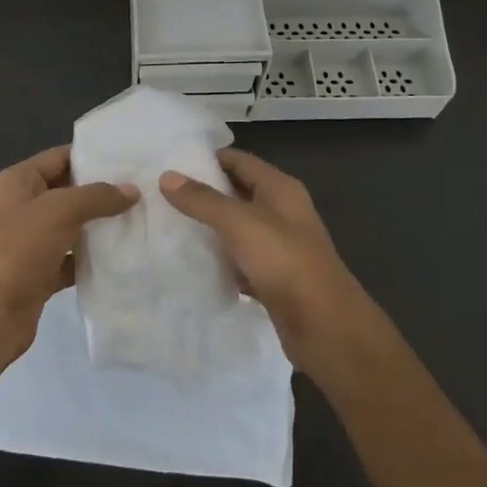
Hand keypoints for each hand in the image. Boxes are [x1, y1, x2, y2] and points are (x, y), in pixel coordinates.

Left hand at [0, 146, 138, 363]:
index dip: (91, 155)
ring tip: (142, 219)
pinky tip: (123, 257)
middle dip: (102, 191)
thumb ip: (96, 197)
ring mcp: (30, 244)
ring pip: (72, 227)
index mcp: (17, 182)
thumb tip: (132, 191)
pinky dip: (93, 259)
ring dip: (100, 226)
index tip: (130, 157)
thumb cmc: (16, 250)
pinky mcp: (39, 275)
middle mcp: (22, 208)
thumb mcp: (58, 211)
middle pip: (68, 192)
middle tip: (144, 188)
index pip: (59, 157)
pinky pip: (72, 260)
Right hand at [159, 149, 372, 379]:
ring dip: (208, 228)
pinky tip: (191, 263)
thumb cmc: (286, 263)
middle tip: (160, 194)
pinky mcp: (272, 278)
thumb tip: (167, 176)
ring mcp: (278, 247)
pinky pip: (238, 260)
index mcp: (280, 189)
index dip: (206, 158)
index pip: (238, 161)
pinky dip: (218, 260)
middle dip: (202, 193)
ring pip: (236, 228)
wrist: (325, 328)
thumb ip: (203, 200)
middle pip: (236, 193)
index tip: (169, 162)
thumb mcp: (241, 224)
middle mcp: (281, 212)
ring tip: (167, 225)